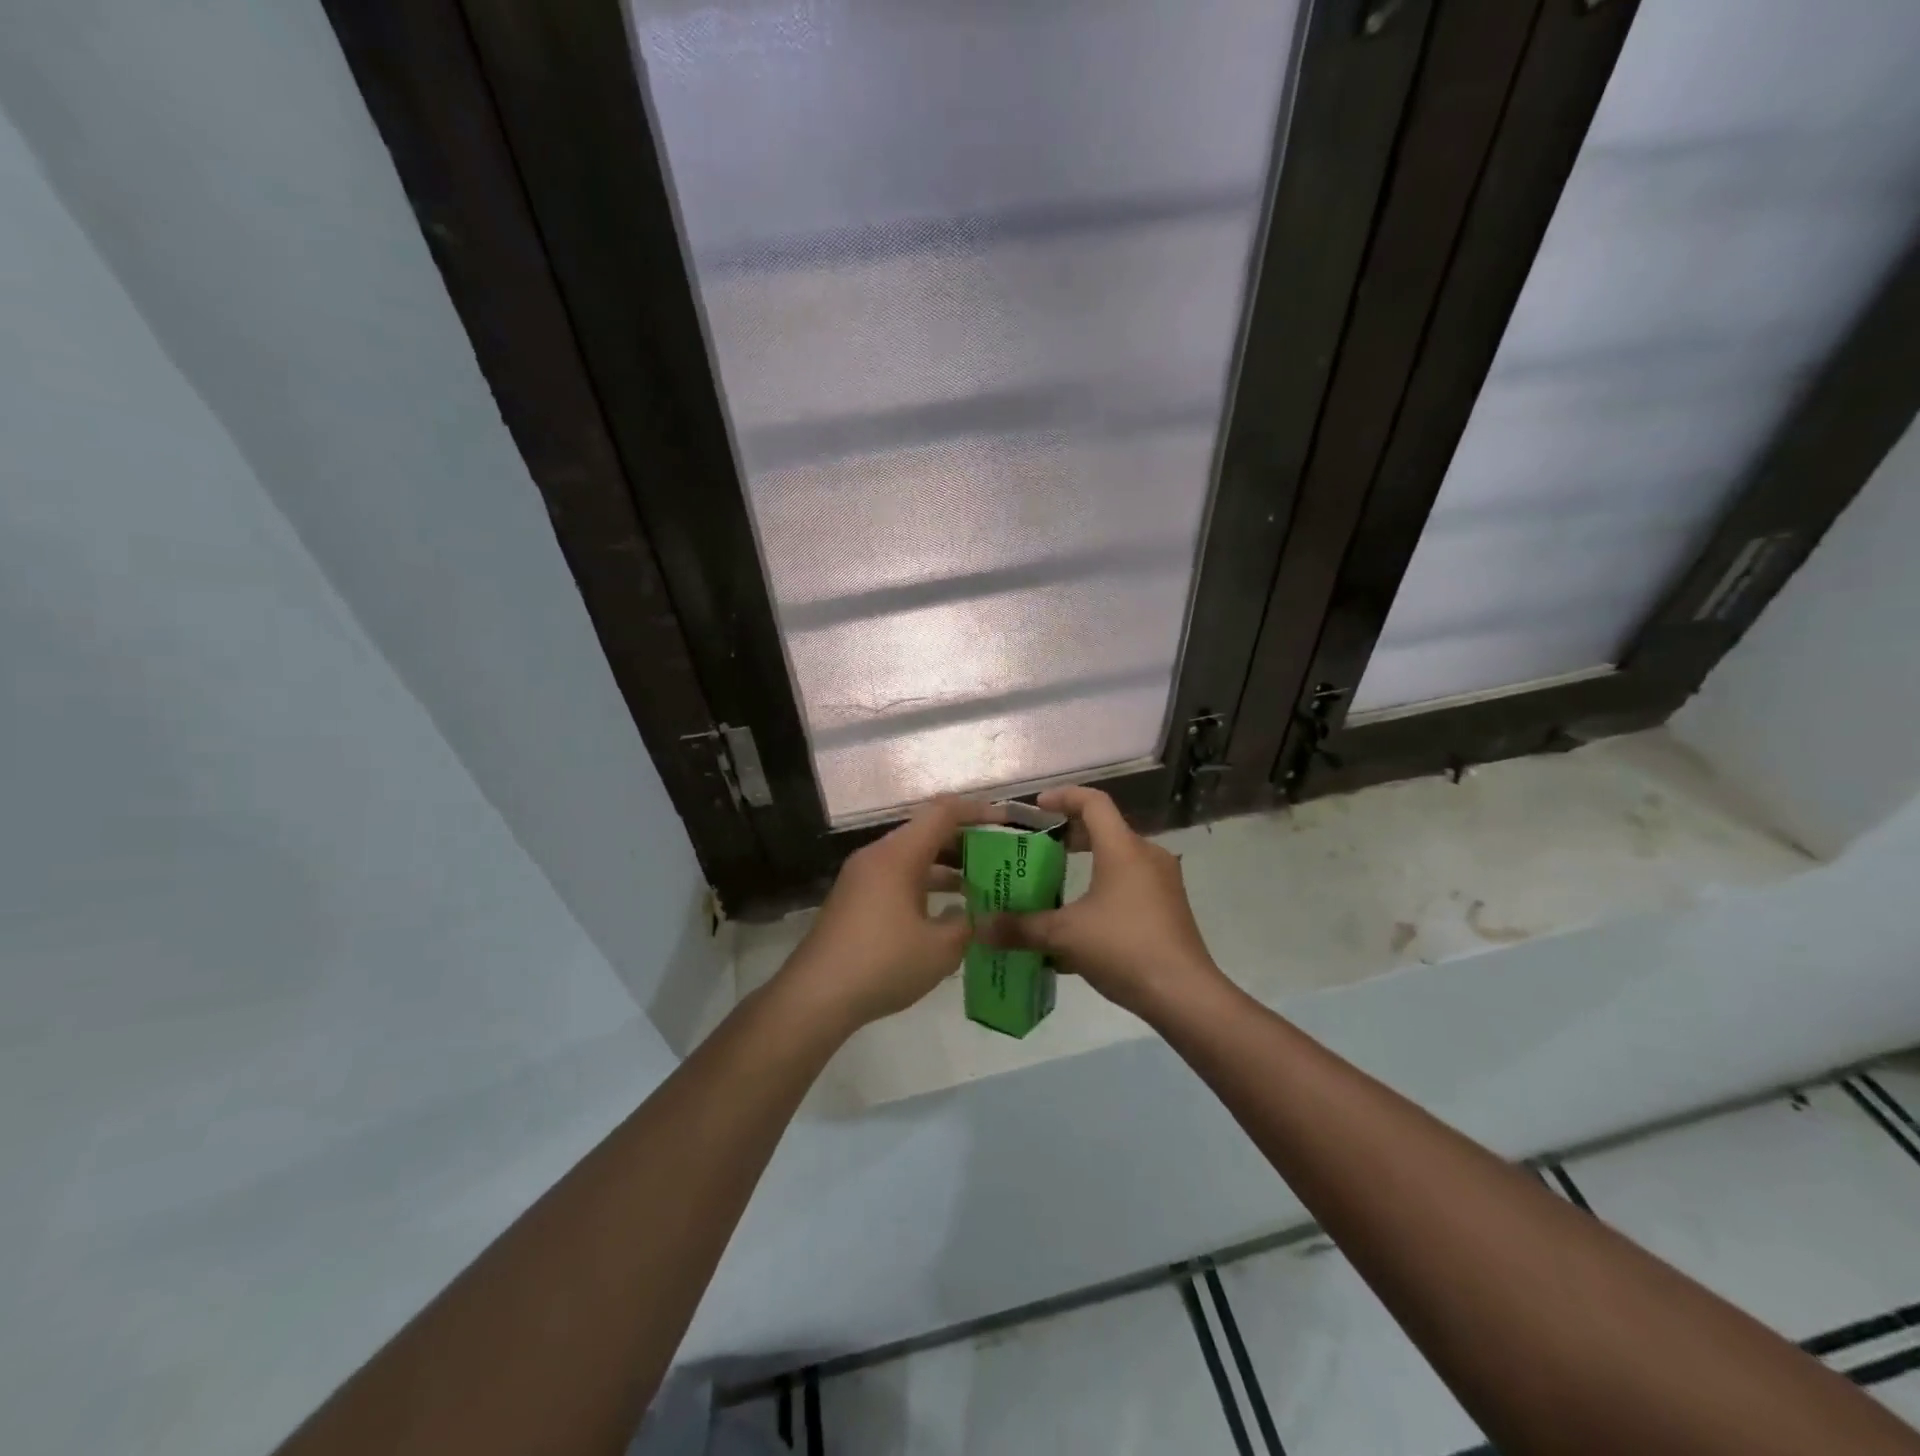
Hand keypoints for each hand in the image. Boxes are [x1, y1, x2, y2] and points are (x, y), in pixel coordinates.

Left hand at [777, 796, 1004, 1031]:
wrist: (815, 996)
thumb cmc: (883, 963)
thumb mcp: (940, 948)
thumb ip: (967, 924)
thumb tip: (975, 915)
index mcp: (898, 855)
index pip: (943, 813)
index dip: (978, 812)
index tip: (1007, 822)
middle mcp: (877, 856)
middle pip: (926, 832)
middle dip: (965, 842)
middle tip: (1000, 856)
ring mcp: (861, 878)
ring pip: (911, 858)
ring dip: (945, 868)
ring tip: (981, 887)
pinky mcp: (854, 900)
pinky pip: (896, 879)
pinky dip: (923, 886)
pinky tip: (944, 915)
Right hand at [980, 786, 1221, 1018]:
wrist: (1184, 994)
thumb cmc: (1124, 948)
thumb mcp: (1064, 936)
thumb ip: (1020, 928)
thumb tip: (979, 928)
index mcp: (1123, 849)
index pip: (1094, 802)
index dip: (1064, 797)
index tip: (1037, 807)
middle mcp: (1147, 856)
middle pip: (1106, 829)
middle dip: (1071, 835)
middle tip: (1040, 847)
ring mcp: (1163, 883)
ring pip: (1119, 859)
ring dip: (1088, 865)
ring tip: (1056, 884)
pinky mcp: (1169, 908)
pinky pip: (1130, 885)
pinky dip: (1104, 889)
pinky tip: (1082, 923)